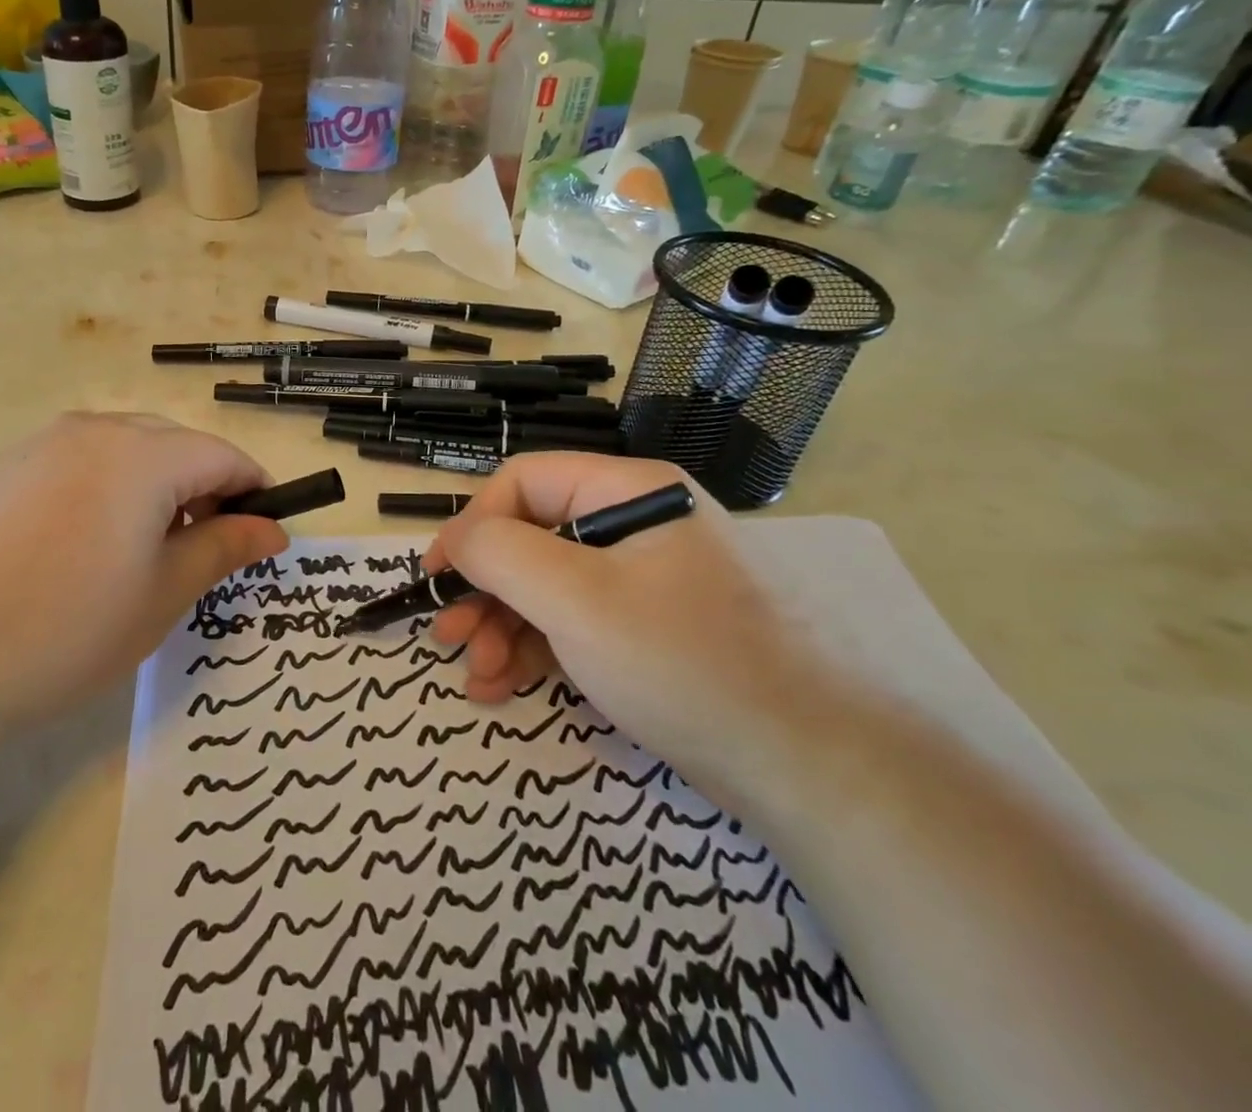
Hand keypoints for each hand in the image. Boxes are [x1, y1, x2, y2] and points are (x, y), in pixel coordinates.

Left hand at [0, 413, 287, 754]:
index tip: (264, 537)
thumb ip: (223, 550)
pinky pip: (78, 464)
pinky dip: (106, 492)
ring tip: (143, 554)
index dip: (254, 493)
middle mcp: (93, 431)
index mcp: (143, 454)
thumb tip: (271, 529)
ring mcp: (40, 444)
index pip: (223, 456)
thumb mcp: (161, 596)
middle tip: (204, 553)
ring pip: (125, 452)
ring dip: (155, 490)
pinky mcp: (1, 468)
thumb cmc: (64, 628)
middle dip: (205, 491)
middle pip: (175, 446)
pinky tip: (82, 549)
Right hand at [425, 453, 832, 807]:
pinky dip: (537, 650)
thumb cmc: (684, 662)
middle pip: (533, 537)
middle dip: (484, 590)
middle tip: (449, 637)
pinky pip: (577, 623)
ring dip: (504, 627)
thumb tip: (457, 539)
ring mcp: (647, 580)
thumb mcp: (576, 599)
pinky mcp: (652, 631)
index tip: (437, 578)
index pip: (523, 482)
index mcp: (629, 491)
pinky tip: (505, 685)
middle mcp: (637, 524)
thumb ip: (500, 553)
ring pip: (549, 586)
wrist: (816, 770)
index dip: (471, 525)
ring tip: (477, 675)